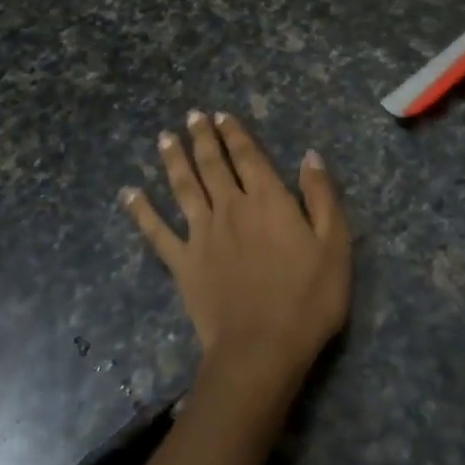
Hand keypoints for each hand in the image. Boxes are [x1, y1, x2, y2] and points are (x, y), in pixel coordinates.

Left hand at [123, 112, 351, 406]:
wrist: (262, 349)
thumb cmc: (307, 298)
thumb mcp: (335, 245)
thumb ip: (322, 196)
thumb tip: (310, 155)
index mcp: (268, 200)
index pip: (248, 156)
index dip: (235, 134)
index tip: (222, 115)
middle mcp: (231, 207)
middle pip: (212, 164)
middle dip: (202, 137)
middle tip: (192, 116)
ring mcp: (202, 235)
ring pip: (184, 187)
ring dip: (174, 160)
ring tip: (164, 138)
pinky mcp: (183, 263)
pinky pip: (157, 232)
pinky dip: (142, 211)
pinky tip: (129, 193)